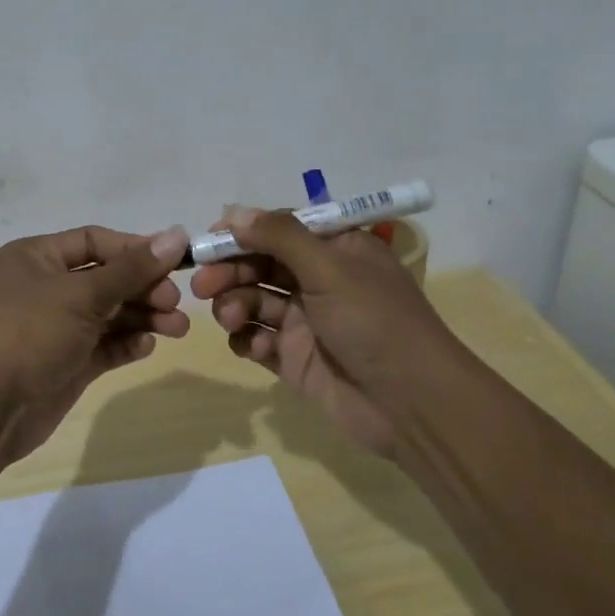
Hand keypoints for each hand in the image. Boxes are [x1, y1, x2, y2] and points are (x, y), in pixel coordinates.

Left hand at [0, 224, 190, 461]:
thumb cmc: (29, 333)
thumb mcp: (82, 294)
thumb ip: (132, 268)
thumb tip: (176, 234)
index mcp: (37, 257)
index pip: (96, 241)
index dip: (136, 249)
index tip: (175, 262)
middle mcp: (46, 287)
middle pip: (107, 278)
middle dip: (144, 288)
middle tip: (175, 302)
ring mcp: (56, 328)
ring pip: (110, 314)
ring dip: (144, 317)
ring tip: (177, 329)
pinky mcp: (66, 363)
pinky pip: (104, 346)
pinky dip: (126, 343)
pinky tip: (146, 346)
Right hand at [189, 208, 460, 456]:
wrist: (411, 404)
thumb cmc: (374, 321)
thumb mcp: (330, 268)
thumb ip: (280, 236)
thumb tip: (232, 211)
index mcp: (336, 249)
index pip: (279, 229)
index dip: (242, 232)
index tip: (209, 241)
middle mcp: (318, 280)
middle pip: (260, 264)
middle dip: (230, 271)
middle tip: (203, 285)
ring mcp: (305, 321)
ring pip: (254, 301)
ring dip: (235, 304)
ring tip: (233, 318)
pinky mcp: (294, 358)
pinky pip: (258, 340)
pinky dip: (248, 339)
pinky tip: (255, 347)